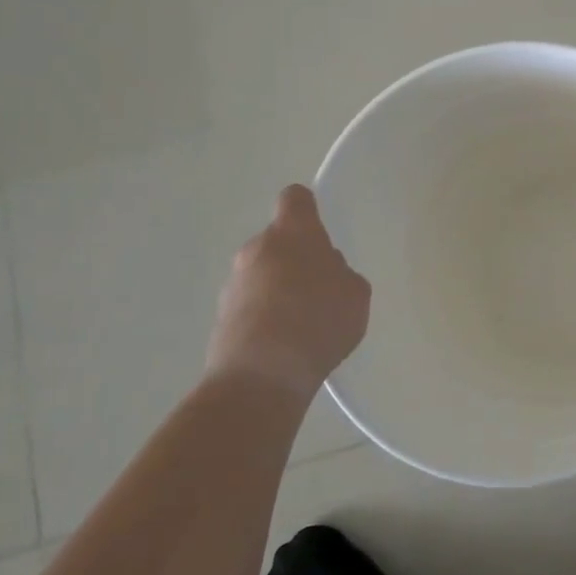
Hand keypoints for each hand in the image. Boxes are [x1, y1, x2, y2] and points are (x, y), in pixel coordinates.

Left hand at [206, 185, 371, 397]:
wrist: (262, 375)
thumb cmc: (319, 319)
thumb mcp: (355, 292)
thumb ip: (340, 273)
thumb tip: (322, 274)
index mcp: (293, 233)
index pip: (295, 199)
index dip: (308, 209)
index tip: (319, 229)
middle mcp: (256, 249)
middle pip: (278, 241)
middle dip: (297, 258)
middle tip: (321, 287)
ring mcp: (233, 284)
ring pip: (263, 274)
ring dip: (280, 289)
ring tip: (304, 323)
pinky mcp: (220, 317)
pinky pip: (251, 305)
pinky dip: (266, 316)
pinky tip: (286, 343)